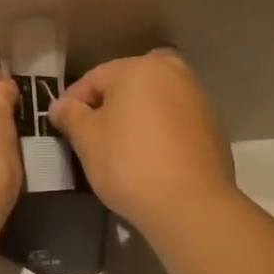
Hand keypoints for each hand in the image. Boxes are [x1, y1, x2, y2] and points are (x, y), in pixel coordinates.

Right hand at [48, 49, 234, 229]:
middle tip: (92, 132)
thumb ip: (70, 115)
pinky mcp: (213, 126)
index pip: (94, 78)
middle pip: (128, 83)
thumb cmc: (130, 163)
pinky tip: (150, 156)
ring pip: (154, 99)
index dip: (73, 101)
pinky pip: (174, 119)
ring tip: (121, 145)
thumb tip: (60, 106)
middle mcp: (173, 73)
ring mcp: (198, 98)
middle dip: (108, 103)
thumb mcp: (87, 139)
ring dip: (136, 115)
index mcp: (140, 67)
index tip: (61, 125)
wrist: (191, 205)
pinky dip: (159, 129)